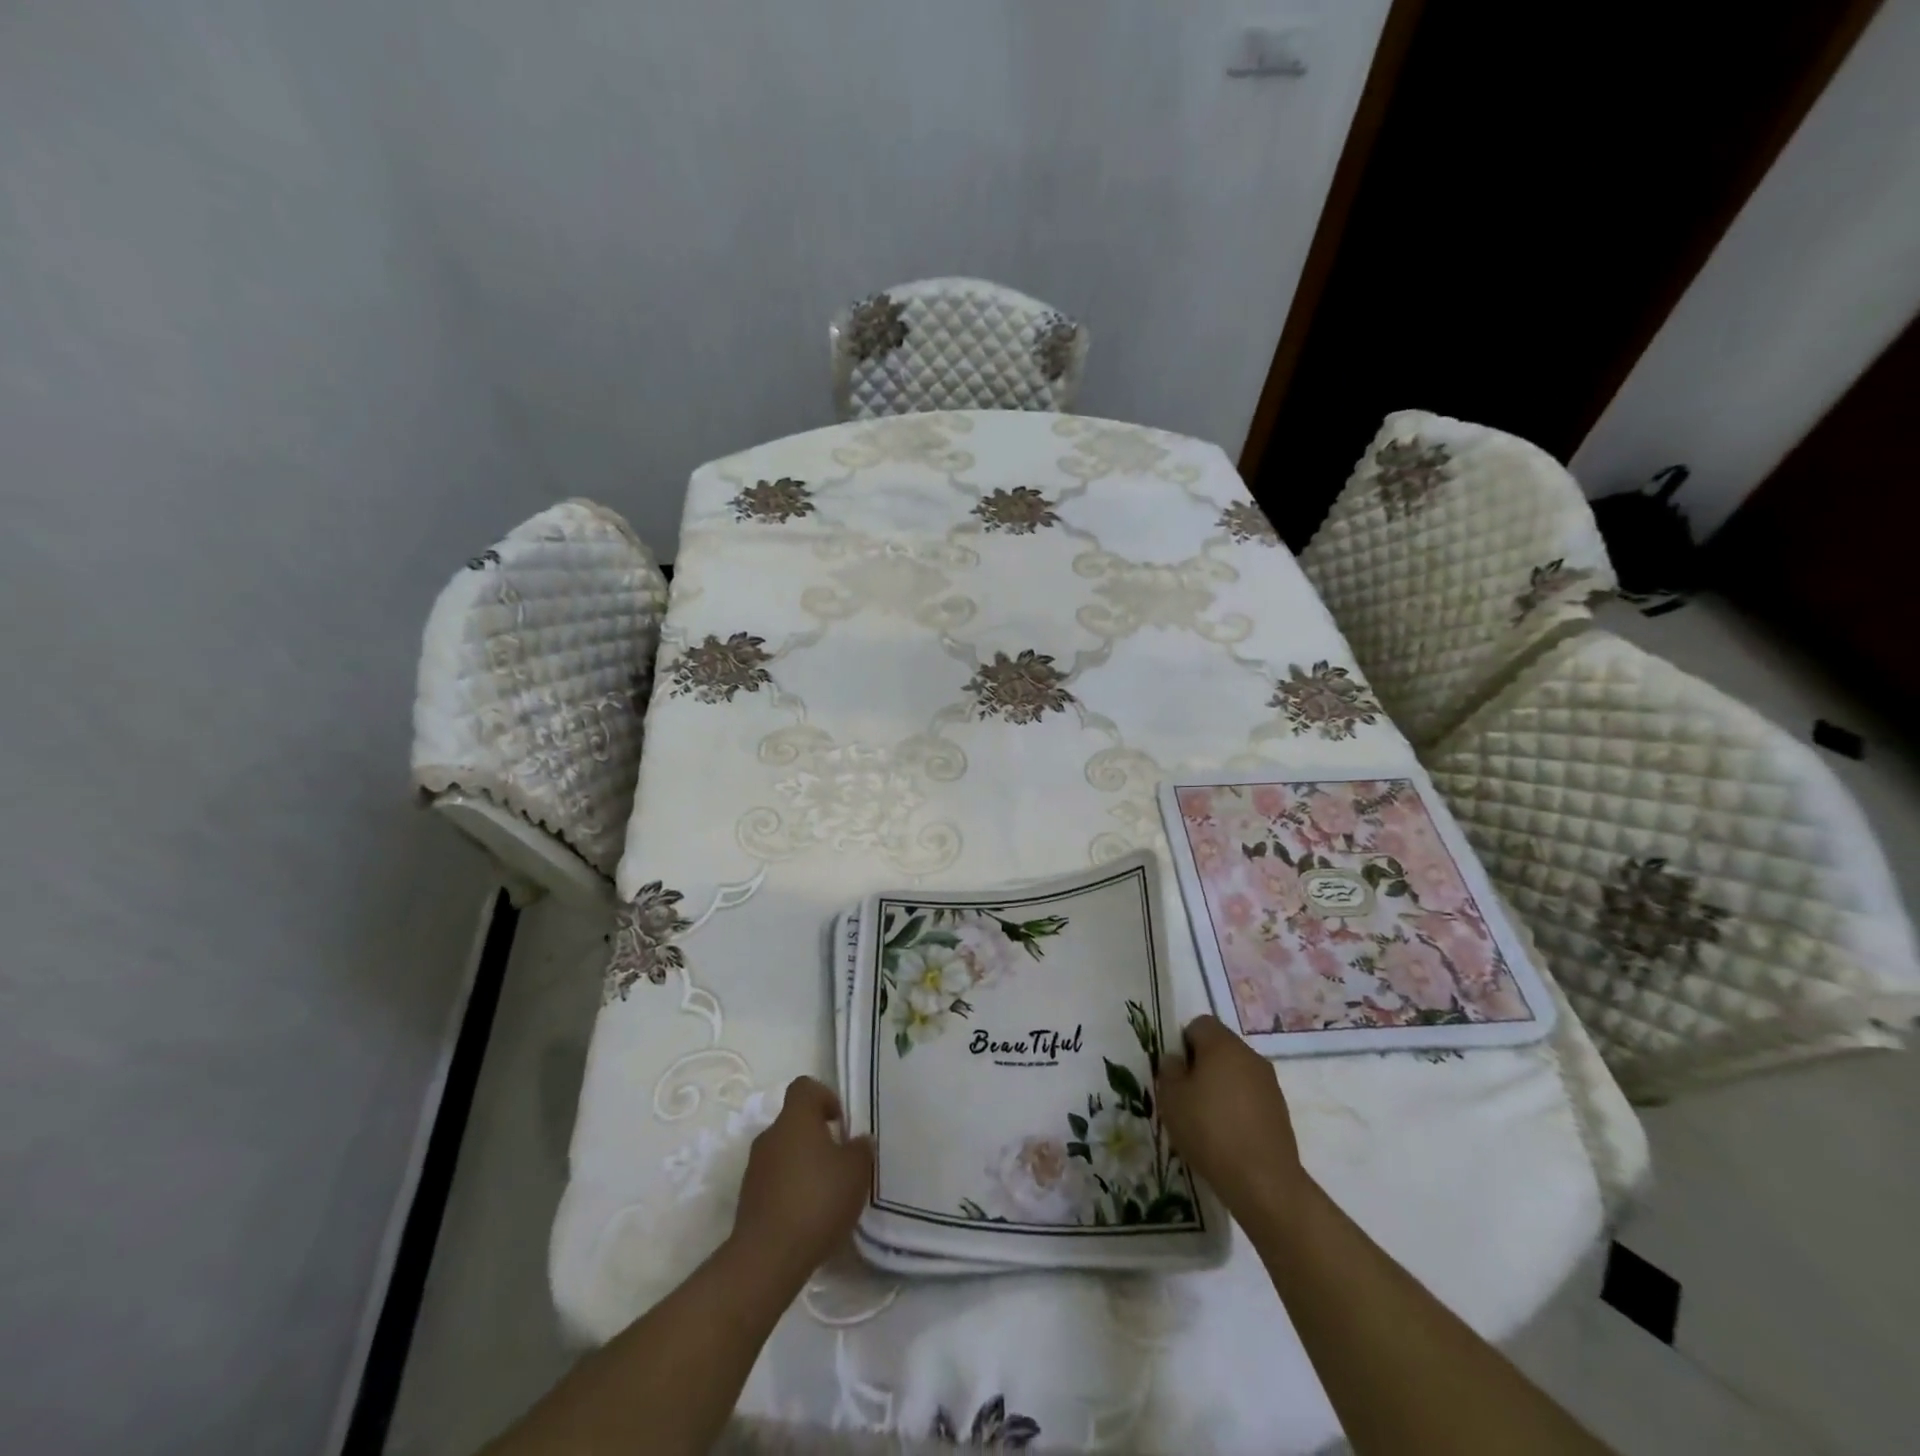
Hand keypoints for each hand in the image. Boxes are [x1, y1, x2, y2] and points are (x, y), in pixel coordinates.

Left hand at [730, 1076, 872, 1276]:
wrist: (767, 1258)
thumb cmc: (817, 1200)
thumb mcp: (856, 1172)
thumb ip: (861, 1149)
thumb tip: (858, 1140)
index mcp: (795, 1118)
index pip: (805, 1087)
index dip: (825, 1097)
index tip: (840, 1123)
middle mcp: (770, 1135)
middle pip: (795, 1122)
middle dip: (818, 1137)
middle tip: (840, 1163)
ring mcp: (755, 1168)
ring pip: (784, 1152)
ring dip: (804, 1165)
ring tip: (826, 1194)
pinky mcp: (748, 1199)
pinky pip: (775, 1181)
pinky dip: (791, 1189)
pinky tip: (808, 1216)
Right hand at [1155, 1015, 1308, 1218]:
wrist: (1264, 1182)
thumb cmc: (1210, 1130)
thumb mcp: (1172, 1099)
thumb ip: (1169, 1071)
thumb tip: (1175, 1060)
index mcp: (1223, 1045)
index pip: (1200, 1024)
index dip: (1183, 1042)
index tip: (1176, 1071)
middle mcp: (1250, 1056)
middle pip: (1220, 1047)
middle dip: (1202, 1064)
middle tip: (1187, 1095)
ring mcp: (1269, 1083)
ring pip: (1237, 1072)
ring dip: (1221, 1086)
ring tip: (1206, 1119)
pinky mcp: (1280, 1110)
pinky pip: (1251, 1095)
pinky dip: (1238, 1106)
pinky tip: (1228, 1134)